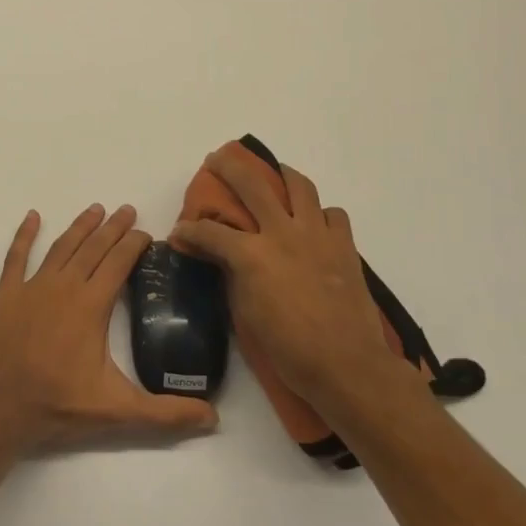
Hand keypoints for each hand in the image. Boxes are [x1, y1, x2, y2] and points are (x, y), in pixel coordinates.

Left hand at [0, 204, 218, 450]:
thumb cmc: (59, 405)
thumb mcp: (119, 412)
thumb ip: (166, 414)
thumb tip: (213, 418)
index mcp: (91, 305)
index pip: (118, 264)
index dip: (133, 245)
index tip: (146, 233)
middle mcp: (64, 286)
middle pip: (93, 248)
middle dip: (112, 228)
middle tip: (126, 209)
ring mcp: (32, 288)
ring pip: (61, 247)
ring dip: (79, 227)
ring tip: (95, 209)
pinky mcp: (7, 296)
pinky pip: (16, 258)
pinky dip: (24, 236)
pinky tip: (32, 217)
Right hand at [170, 151, 411, 408]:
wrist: (346, 365)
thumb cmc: (289, 349)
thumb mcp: (246, 314)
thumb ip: (232, 276)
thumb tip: (222, 259)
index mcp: (252, 255)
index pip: (209, 231)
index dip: (188, 230)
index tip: (179, 232)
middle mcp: (282, 234)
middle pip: (251, 184)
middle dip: (228, 167)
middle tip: (217, 160)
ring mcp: (317, 236)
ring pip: (299, 186)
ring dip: (282, 174)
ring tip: (274, 173)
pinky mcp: (344, 246)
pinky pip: (333, 214)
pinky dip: (320, 214)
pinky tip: (313, 223)